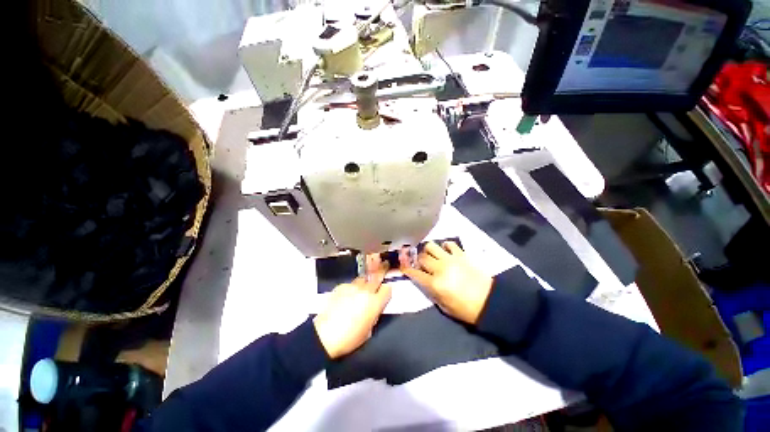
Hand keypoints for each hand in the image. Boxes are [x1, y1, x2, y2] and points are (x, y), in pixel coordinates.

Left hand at [313, 255, 391, 358]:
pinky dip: (351, 288)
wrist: (325, 335)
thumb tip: (374, 307)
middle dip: (381, 271)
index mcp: (375, 303)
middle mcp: (366, 291)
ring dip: (365, 282)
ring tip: (361, 288)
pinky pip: (350, 284)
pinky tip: (346, 297)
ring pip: (363, 278)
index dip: (386, 291)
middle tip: (384, 265)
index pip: (387, 289)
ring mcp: (353, 287)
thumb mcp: (369, 330)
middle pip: (377, 276)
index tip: (384, 293)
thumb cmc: (350, 338)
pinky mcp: (341, 286)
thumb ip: (374, 314)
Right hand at [399, 241, 492, 324]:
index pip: (414, 272)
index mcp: (435, 284)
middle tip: (419, 261)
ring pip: (432, 246)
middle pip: (421, 257)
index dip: (406, 268)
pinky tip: (446, 251)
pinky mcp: (461, 255)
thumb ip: (431, 291)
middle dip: (417, 259)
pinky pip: (449, 244)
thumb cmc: (465, 309)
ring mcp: (451, 259)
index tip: (403, 265)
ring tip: (431, 254)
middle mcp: (440, 268)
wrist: (490, 302)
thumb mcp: (444, 306)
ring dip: (428, 250)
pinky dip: (445, 246)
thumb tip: (424, 280)